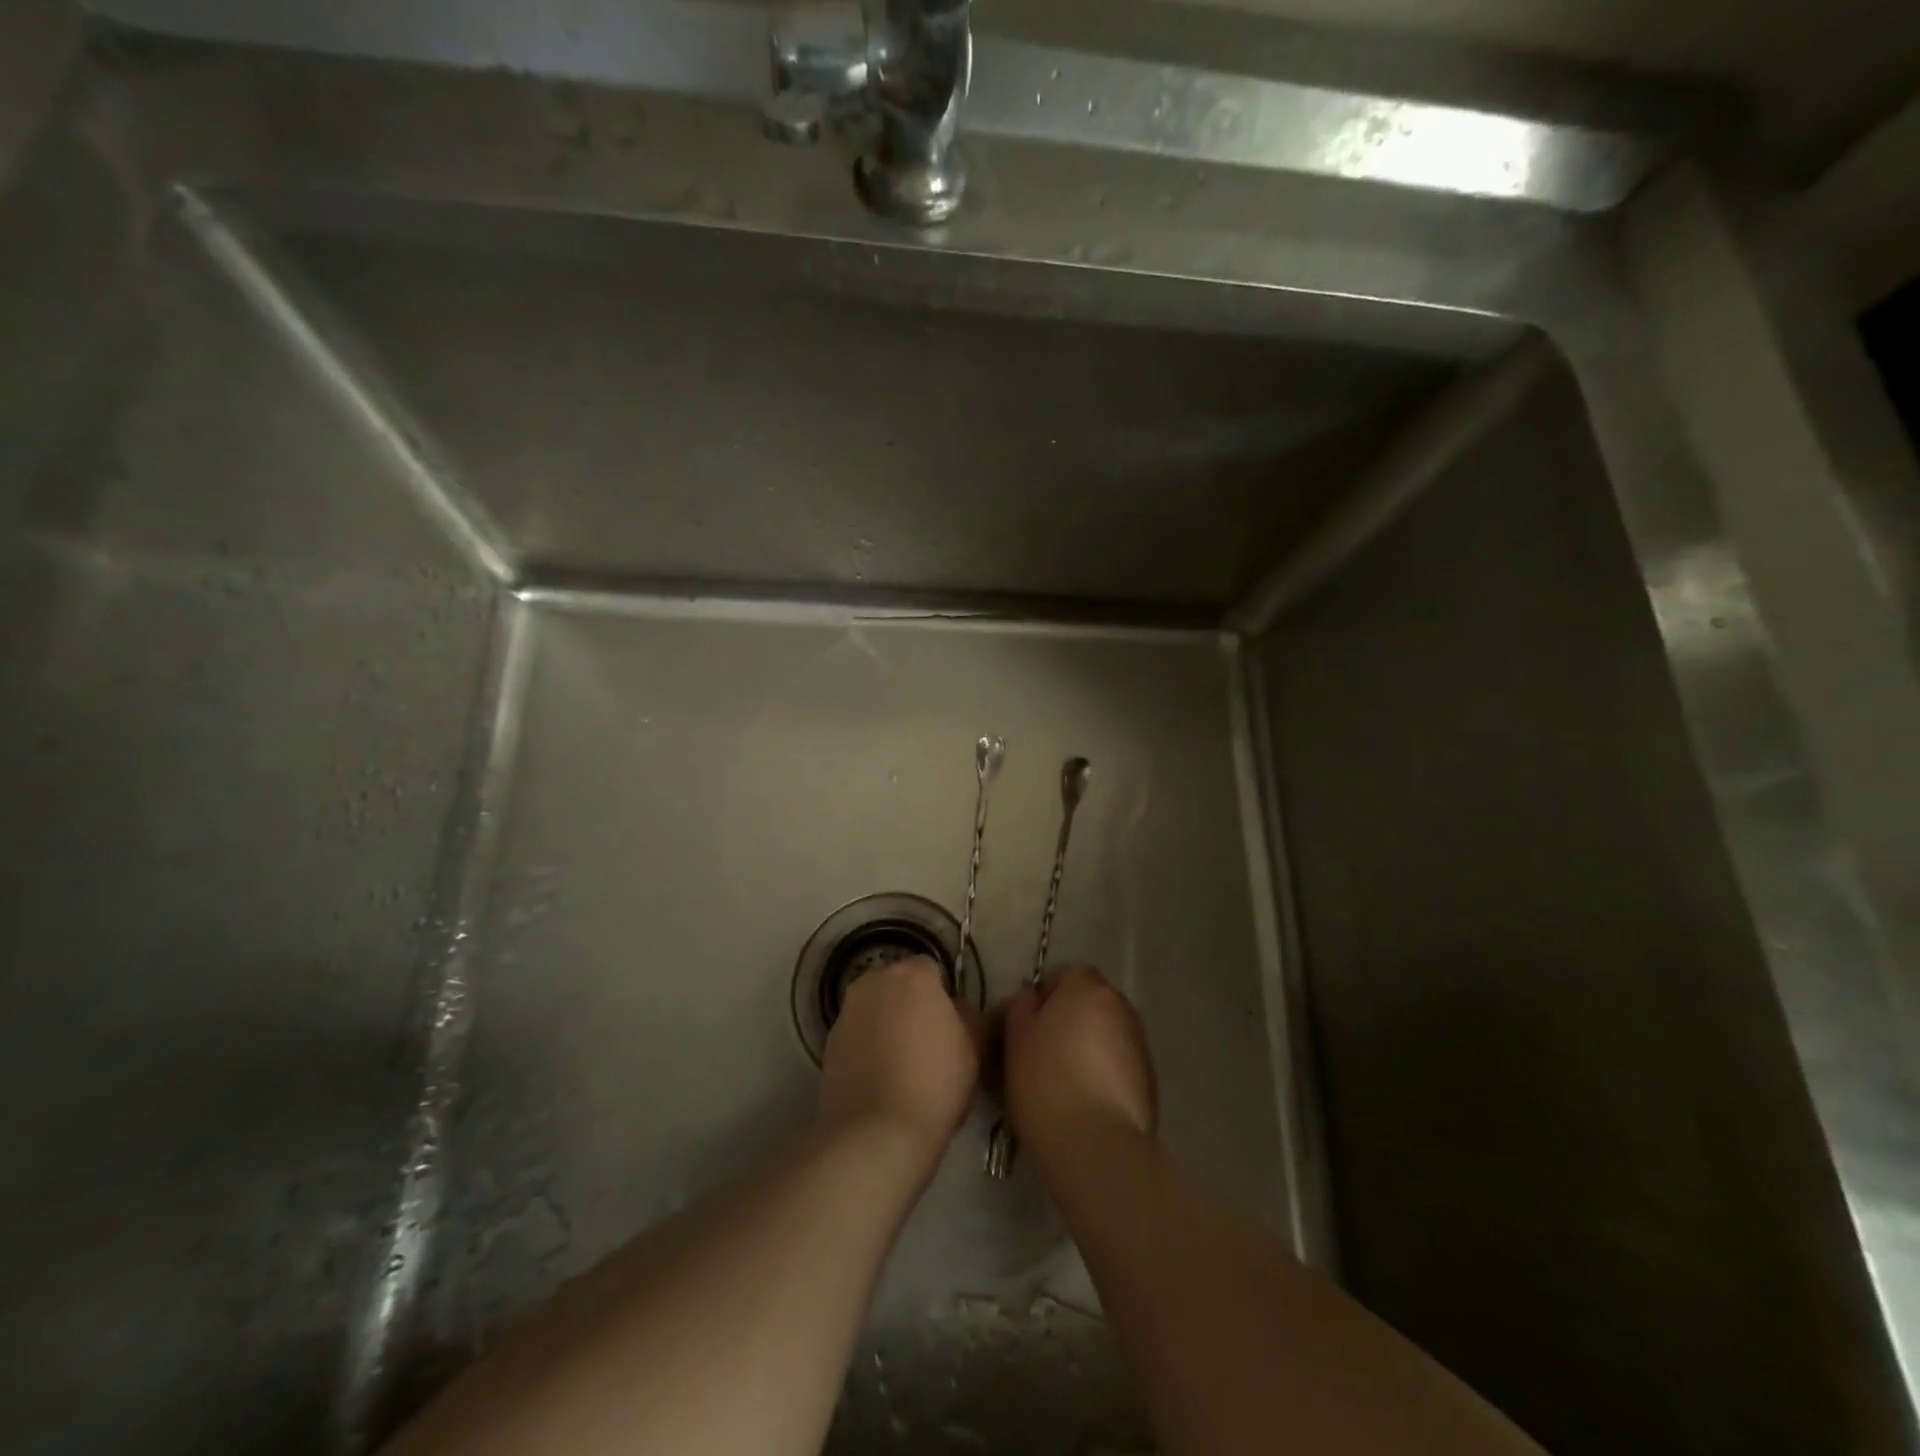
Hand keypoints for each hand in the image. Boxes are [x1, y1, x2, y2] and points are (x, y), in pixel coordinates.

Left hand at [820, 956, 979, 1151]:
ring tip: (901, 1064)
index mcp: (912, 975)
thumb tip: (958, 1010)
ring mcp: (846, 1011)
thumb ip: (969, 1016)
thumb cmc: (936, 1083)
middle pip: (897, 984)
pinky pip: (856, 1034)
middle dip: (910, 1003)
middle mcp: (874, 982)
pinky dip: (867, 1046)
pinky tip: (879, 1078)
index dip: (942, 995)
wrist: (877, 1132)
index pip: (931, 968)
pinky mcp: (827, 1042)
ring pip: (874, 1008)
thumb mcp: (974, 1048)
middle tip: (926, 1042)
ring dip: (886, 1023)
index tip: (950, 1024)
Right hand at [1003, 965, 1156, 1153]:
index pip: (1064, 974)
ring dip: (1088, 1046)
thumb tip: (1031, 996)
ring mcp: (1139, 1043)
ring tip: (1064, 1082)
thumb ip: (1021, 1006)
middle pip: (1089, 1002)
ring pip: (1106, 1033)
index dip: (1043, 997)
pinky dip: (1104, 1073)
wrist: (1095, 1145)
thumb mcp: (1016, 1038)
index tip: (1025, 1026)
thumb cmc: (1045, 1081)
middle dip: (1069, 1019)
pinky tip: (1086, 1101)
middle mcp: (1120, 1006)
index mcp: (1086, 987)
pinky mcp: (1150, 1080)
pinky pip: (1119, 1064)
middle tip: (1042, 1053)